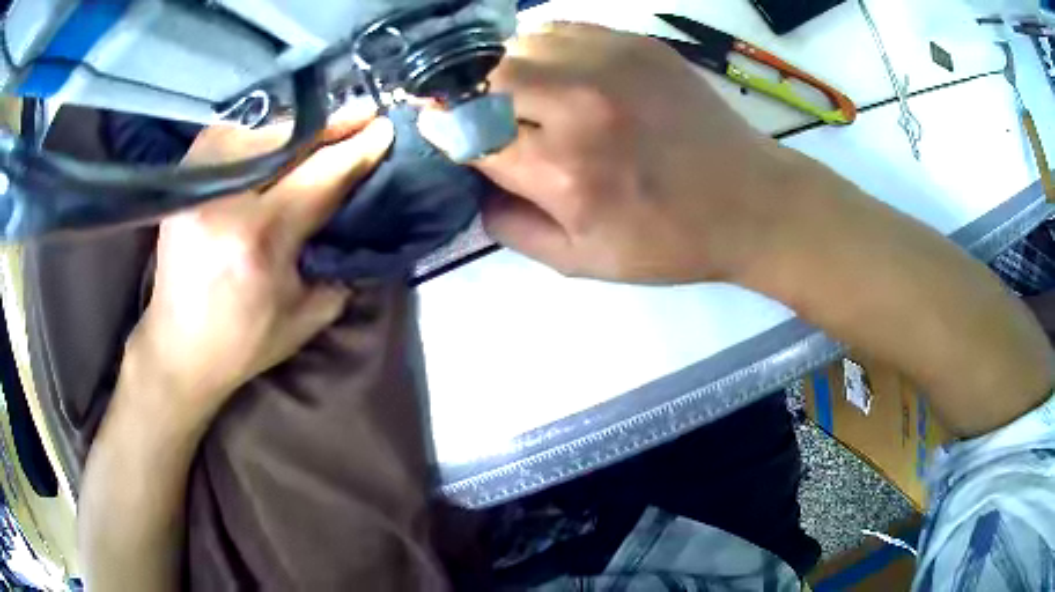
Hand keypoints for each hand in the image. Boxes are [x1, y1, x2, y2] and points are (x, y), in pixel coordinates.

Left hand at [126, 109, 394, 418]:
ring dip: (297, 129)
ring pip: (259, 132)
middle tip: (364, 113)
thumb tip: (363, 214)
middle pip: (290, 143)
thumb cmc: (244, 341)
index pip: (320, 176)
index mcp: (259, 240)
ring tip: (324, 128)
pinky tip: (276, 140)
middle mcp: (225, 203)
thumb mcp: (307, 315)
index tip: (384, 128)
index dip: (357, 149)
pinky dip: (260, 135)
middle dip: (332, 127)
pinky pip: (231, 138)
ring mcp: (199, 186)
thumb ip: (340, 263)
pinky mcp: (183, 182)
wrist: (179, 347)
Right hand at [473, 23, 797, 283]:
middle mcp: (578, 104)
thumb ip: (511, 227)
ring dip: (505, 69)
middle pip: (484, 77)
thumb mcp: (581, 261)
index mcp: (563, 170)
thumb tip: (474, 184)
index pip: (468, 133)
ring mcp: (609, 63)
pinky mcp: (635, 43)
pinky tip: (560, 74)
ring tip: (524, 94)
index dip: (447, 132)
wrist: (750, 200)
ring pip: (518, 44)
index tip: (444, 133)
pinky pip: (560, 29)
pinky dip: (544, 49)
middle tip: (483, 114)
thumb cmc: (668, 240)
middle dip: (469, 96)